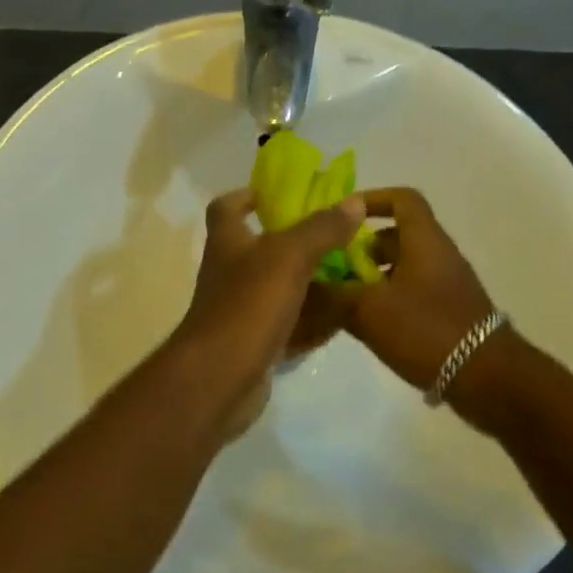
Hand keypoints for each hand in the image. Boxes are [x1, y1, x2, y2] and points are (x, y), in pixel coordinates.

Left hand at [168, 189, 363, 435]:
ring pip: (281, 289)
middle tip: (338, 237)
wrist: (219, 378)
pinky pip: (290, 326)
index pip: (227, 207)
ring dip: (312, 283)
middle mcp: (231, 272)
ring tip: (352, 274)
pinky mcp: (256, 344)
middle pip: (262, 248)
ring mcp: (242, 311)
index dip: (249, 195)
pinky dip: (314, 321)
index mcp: (228, 242)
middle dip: (299, 242)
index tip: (281, 194)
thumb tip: (353, 202)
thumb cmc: (247, 305)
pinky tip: (344, 317)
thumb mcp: (289, 257)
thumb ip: (321, 229)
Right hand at [338, 188, 496, 390]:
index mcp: (424, 241)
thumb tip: (301, 287)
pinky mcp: (449, 313)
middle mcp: (438, 255)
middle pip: (397, 236)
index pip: (402, 200)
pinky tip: (366, 326)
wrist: (489, 379)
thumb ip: (331, 296)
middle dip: (362, 248)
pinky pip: (412, 293)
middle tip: (333, 267)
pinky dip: (388, 300)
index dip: (372, 200)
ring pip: (403, 267)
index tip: (342, 217)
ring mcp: (446, 285)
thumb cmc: (427, 330)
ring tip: (343, 300)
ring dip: (373, 278)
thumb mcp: (368, 311)